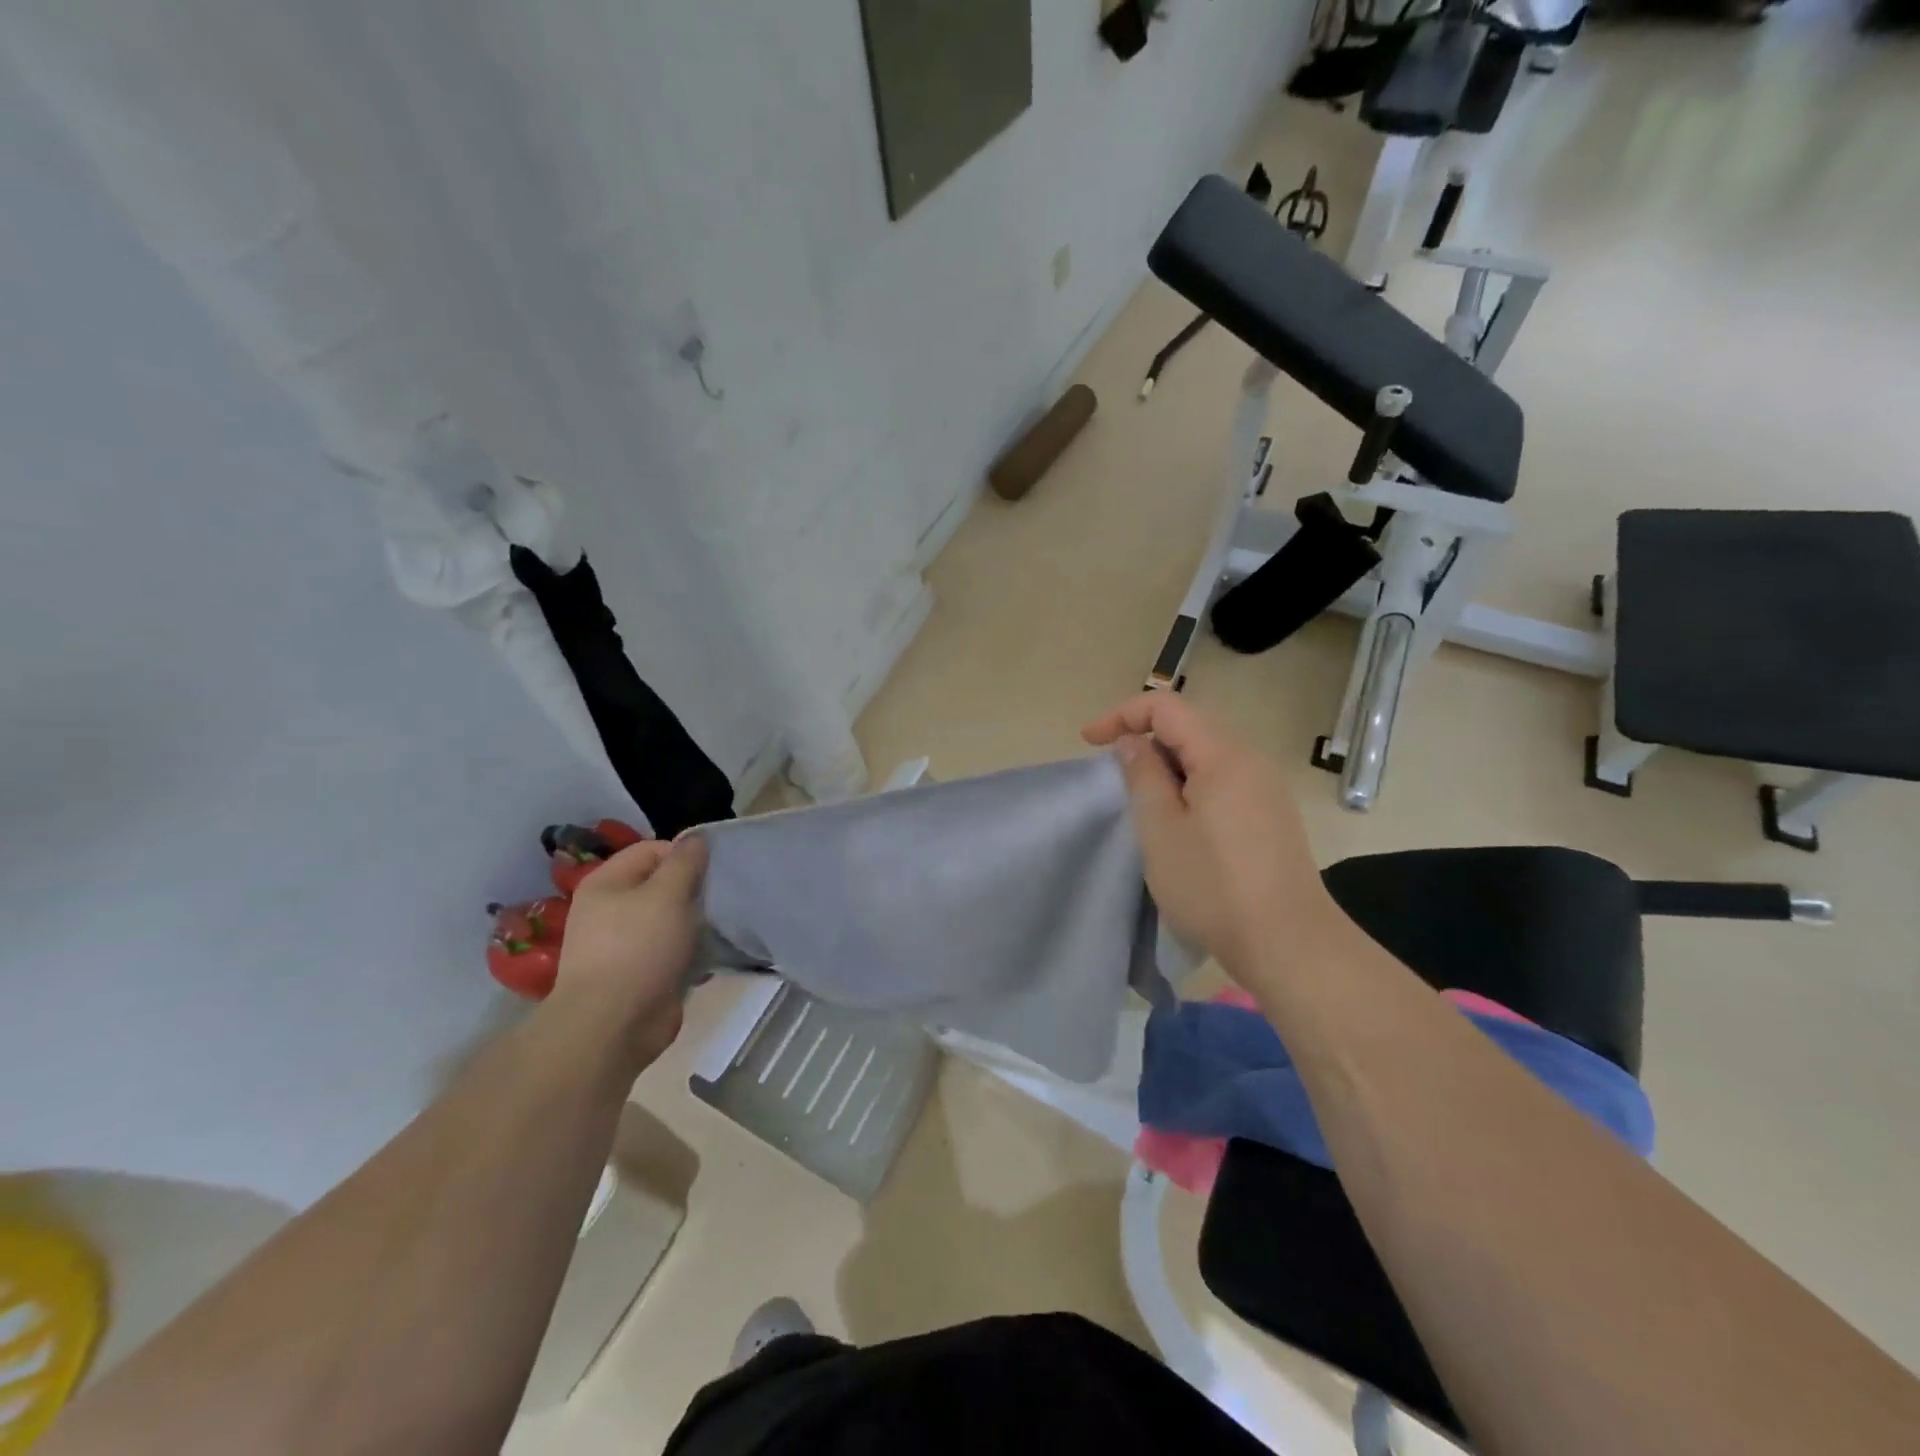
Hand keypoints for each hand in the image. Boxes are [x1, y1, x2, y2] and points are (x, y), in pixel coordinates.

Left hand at [550, 836, 708, 1069]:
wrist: (612, 1025)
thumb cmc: (638, 948)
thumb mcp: (667, 893)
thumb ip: (685, 862)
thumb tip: (695, 838)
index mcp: (607, 883)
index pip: (652, 850)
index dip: (684, 856)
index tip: (711, 873)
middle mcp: (610, 910)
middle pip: (661, 885)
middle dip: (693, 891)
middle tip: (717, 901)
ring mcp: (623, 944)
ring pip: (670, 920)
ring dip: (694, 923)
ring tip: (717, 930)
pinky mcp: (639, 975)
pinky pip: (671, 952)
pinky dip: (689, 953)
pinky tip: (707, 959)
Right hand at [1084, 693, 1339, 978]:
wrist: (1289, 944)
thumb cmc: (1213, 886)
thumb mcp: (1161, 829)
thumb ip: (1143, 776)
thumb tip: (1134, 742)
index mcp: (1224, 756)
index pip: (1167, 708)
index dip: (1123, 715)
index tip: (1090, 743)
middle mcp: (1251, 761)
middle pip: (1190, 726)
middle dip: (1145, 738)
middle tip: (1115, 774)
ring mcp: (1267, 789)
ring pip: (1208, 756)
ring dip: (1168, 765)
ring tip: (1143, 801)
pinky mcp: (1272, 816)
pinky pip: (1224, 780)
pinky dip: (1192, 785)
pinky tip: (1181, 821)